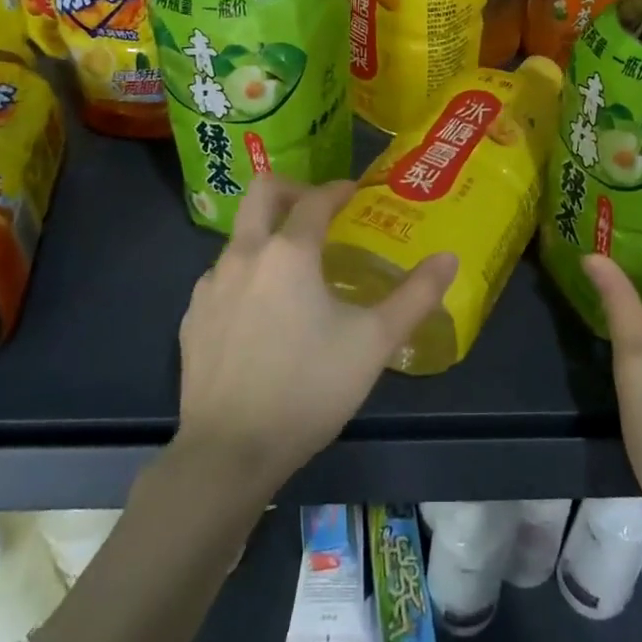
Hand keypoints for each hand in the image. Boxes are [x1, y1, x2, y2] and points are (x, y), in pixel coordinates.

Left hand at [174, 176, 457, 498]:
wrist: (230, 453)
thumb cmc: (309, 389)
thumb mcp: (374, 343)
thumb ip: (415, 296)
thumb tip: (449, 258)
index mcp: (289, 252)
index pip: (315, 199)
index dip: (338, 189)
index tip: (355, 191)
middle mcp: (244, 255)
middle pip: (261, 193)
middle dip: (292, 188)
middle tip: (319, 209)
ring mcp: (210, 286)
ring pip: (239, 236)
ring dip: (268, 234)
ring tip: (296, 268)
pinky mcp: (192, 318)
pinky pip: (221, 276)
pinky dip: (247, 274)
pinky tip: (263, 311)